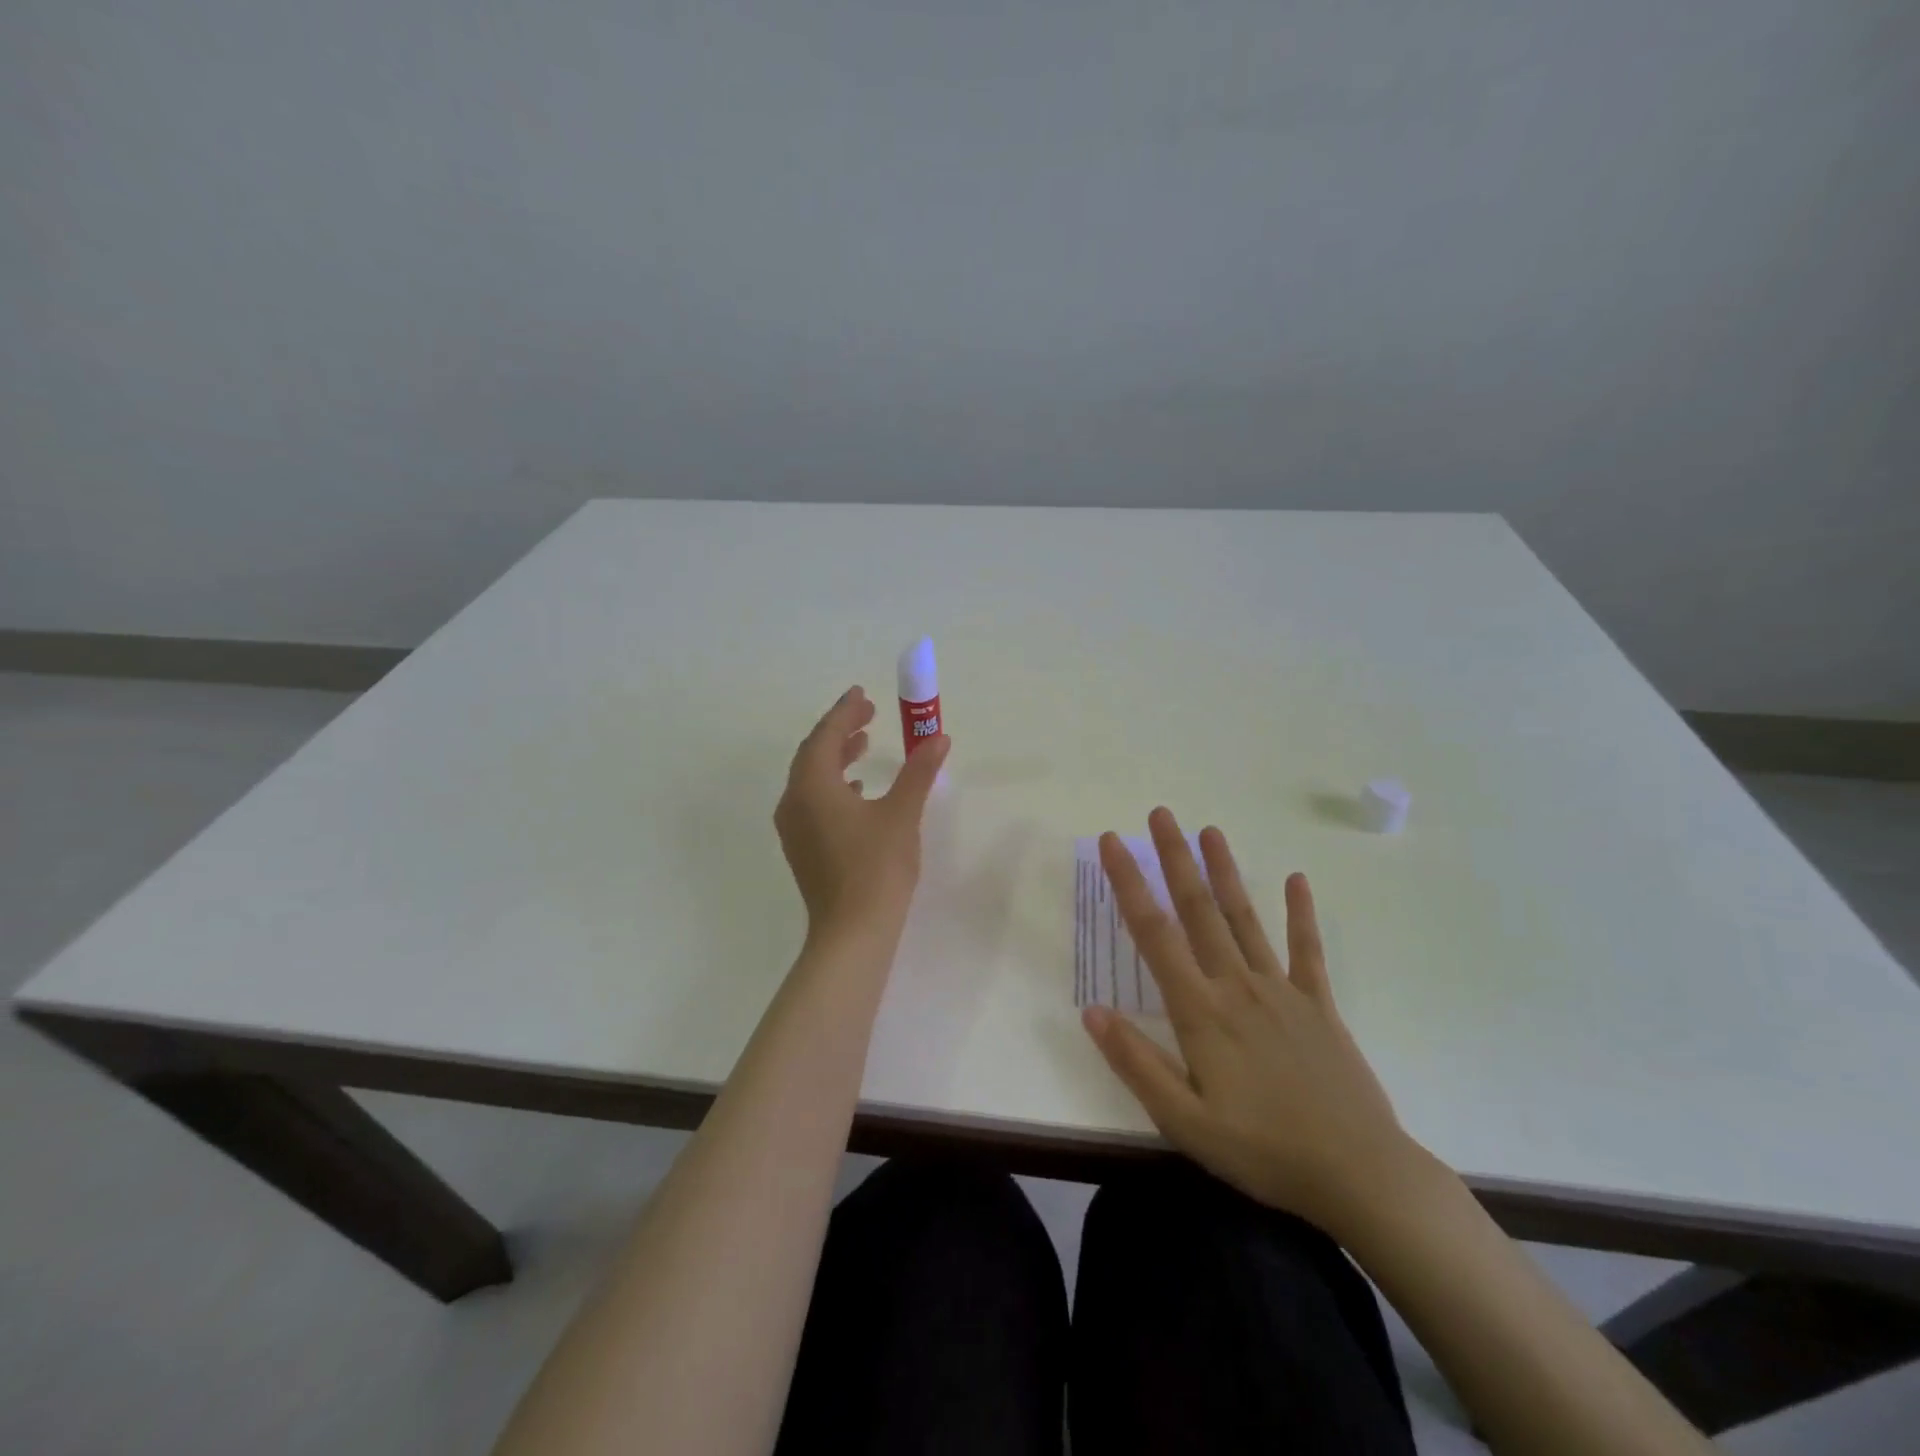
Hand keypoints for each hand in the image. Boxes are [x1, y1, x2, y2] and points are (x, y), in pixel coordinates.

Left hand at [774, 687, 949, 941]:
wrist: (853, 932)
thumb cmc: (877, 868)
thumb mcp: (902, 814)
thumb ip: (918, 772)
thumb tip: (938, 737)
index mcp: (813, 786)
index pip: (825, 736)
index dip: (844, 712)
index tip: (861, 694)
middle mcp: (794, 802)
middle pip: (813, 754)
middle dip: (839, 731)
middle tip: (868, 714)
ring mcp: (794, 828)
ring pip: (811, 778)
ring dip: (836, 757)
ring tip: (864, 744)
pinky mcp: (802, 848)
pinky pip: (812, 801)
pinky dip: (833, 785)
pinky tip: (858, 789)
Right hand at [1083, 807, 1415, 1235]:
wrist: (1361, 1176)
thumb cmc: (1263, 1151)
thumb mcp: (1184, 1122)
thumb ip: (1136, 1063)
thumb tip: (1091, 1011)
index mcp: (1201, 1011)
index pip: (1154, 933)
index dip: (1129, 883)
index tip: (1113, 843)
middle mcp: (1237, 986)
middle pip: (1199, 910)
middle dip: (1175, 858)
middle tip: (1161, 814)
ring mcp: (1282, 990)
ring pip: (1245, 918)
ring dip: (1225, 871)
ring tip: (1210, 830)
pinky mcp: (1319, 1005)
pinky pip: (1308, 950)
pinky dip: (1301, 913)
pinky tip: (1297, 879)